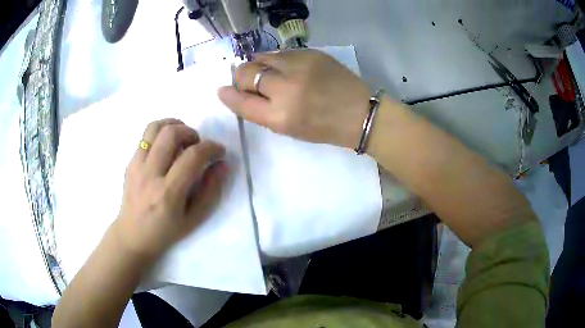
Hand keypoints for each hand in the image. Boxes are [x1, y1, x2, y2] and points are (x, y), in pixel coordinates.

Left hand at [114, 119, 227, 258]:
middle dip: (192, 132)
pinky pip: (145, 136)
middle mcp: (150, 175)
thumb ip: (211, 191)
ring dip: (174, 126)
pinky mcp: (130, 162)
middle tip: (197, 145)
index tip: (219, 151)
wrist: (132, 236)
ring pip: (155, 127)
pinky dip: (161, 133)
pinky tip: (166, 147)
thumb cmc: (165, 232)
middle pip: (171, 133)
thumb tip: (222, 164)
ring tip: (182, 139)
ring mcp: (136, 166)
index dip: (211, 148)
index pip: (192, 157)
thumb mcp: (194, 219)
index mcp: (168, 193)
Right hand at [218, 49, 370, 148]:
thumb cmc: (324, 127)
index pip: (242, 102)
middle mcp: (286, 88)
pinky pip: (280, 53)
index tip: (223, 90)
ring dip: (257, 65)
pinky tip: (284, 67)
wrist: (359, 112)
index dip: (229, 96)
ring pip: (261, 57)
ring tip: (267, 73)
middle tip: (247, 81)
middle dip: (241, 77)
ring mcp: (299, 66)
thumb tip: (239, 93)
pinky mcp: (311, 53)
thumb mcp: (289, 129)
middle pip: (246, 73)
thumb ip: (262, 111)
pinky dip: (275, 60)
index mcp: (281, 116)